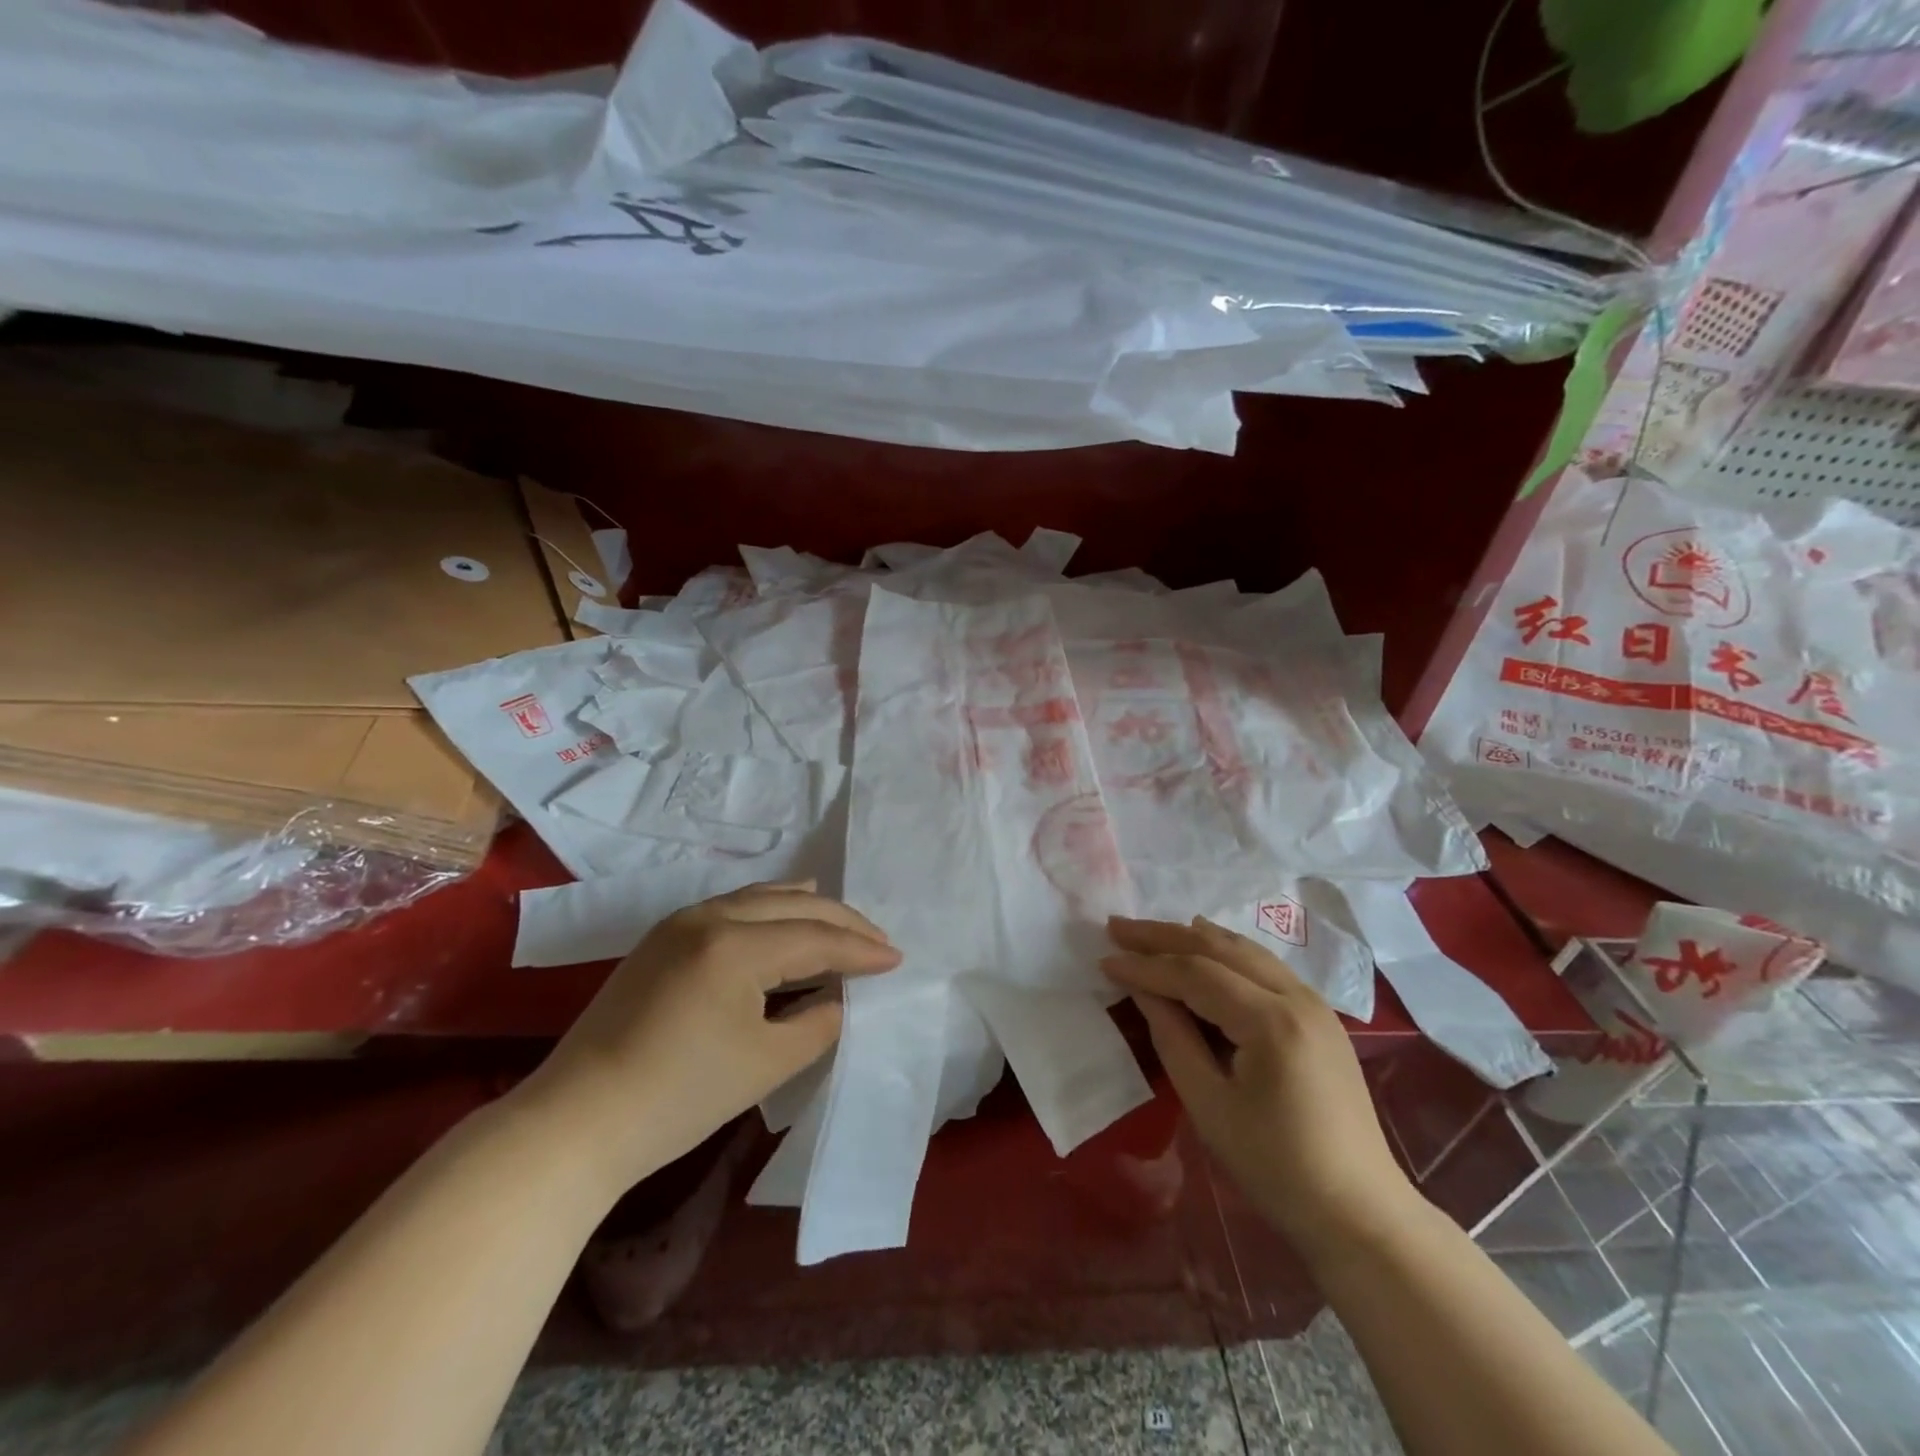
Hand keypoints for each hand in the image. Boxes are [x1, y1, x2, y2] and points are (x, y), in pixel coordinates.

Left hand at [515, 883, 900, 1198]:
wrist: (576, 1122)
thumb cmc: (679, 1097)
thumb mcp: (766, 1062)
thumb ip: (818, 1022)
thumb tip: (840, 998)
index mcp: (735, 945)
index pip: (815, 938)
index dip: (860, 950)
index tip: (897, 958)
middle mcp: (709, 917)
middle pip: (792, 905)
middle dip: (841, 921)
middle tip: (878, 940)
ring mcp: (680, 923)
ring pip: (761, 898)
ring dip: (805, 908)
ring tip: (841, 920)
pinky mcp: (662, 938)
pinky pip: (733, 908)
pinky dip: (769, 911)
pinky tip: (784, 918)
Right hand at [1102, 915, 1417, 1264]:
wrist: (1360, 1212)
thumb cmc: (1276, 1167)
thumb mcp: (1209, 1104)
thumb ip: (1172, 1037)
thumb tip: (1143, 989)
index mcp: (1272, 1021)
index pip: (1196, 974)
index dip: (1147, 966)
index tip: (1105, 959)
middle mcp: (1297, 996)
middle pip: (1220, 948)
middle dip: (1164, 936)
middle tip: (1117, 927)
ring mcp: (1314, 1003)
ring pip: (1244, 950)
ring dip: (1193, 937)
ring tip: (1150, 932)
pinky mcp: (1319, 1016)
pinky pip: (1262, 966)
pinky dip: (1224, 952)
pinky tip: (1204, 946)